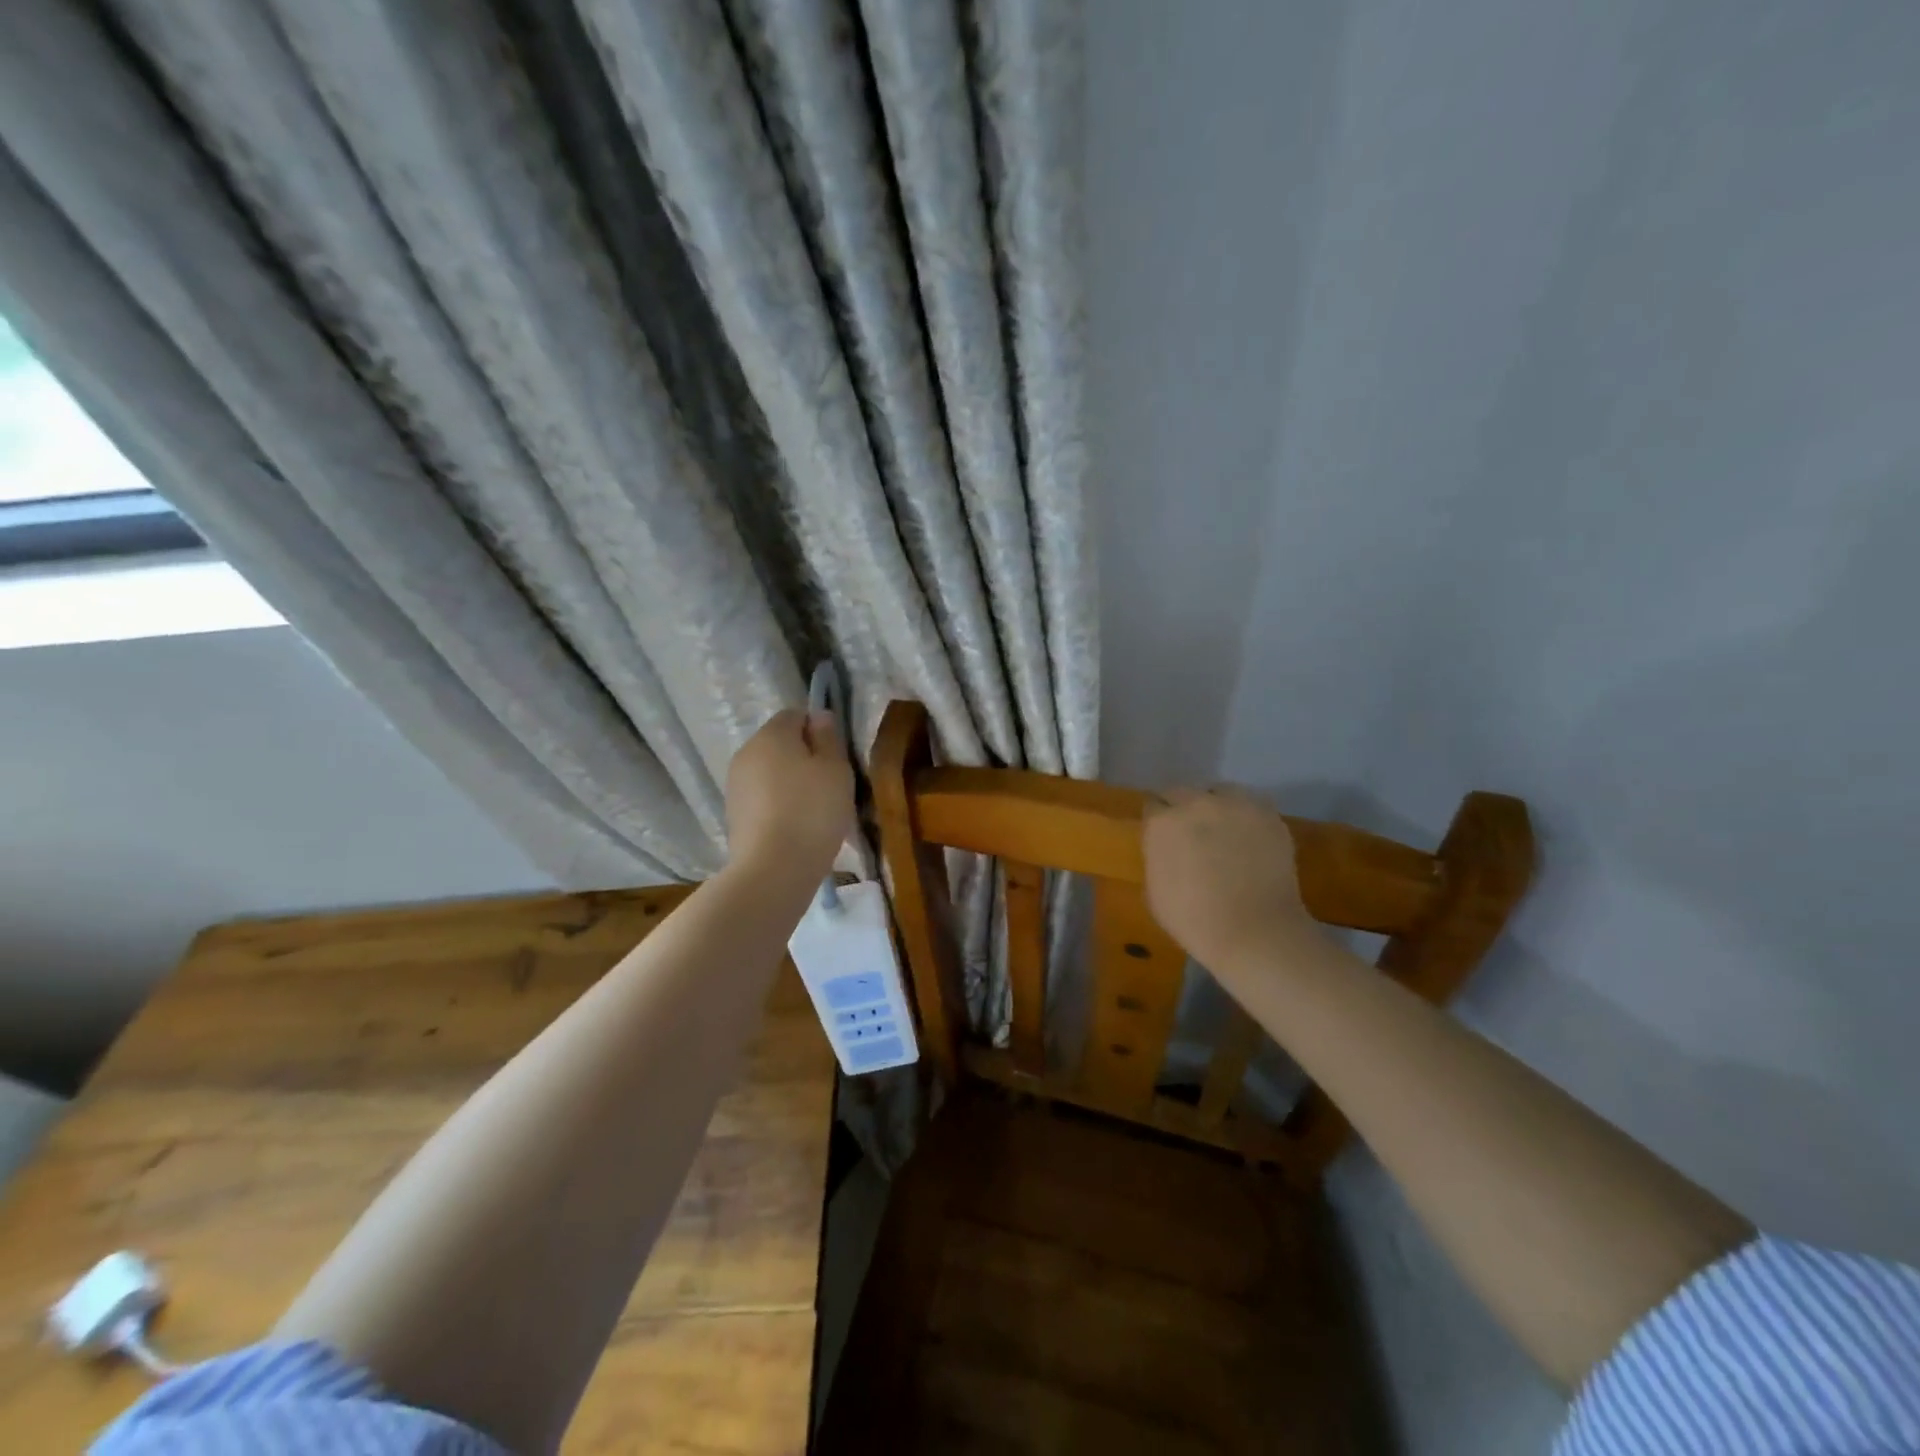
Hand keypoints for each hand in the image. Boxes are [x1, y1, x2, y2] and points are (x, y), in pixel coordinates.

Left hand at [725, 708, 854, 878]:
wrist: (773, 869)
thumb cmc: (813, 811)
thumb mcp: (835, 769)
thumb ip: (828, 737)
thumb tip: (819, 715)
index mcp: (771, 735)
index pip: (795, 714)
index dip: (818, 729)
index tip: (836, 756)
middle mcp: (746, 753)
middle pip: (780, 743)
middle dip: (804, 756)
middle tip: (830, 784)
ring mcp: (735, 785)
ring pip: (770, 772)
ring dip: (791, 782)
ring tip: (815, 810)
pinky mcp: (733, 814)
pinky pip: (763, 797)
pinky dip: (779, 805)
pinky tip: (796, 827)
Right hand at [1142, 787, 1314, 970]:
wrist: (1254, 932)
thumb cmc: (1194, 921)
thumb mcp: (1154, 891)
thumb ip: (1157, 857)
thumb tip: (1166, 848)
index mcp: (1162, 823)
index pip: (1152, 806)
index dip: (1157, 821)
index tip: (1163, 836)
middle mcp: (1195, 803)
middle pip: (1182, 792)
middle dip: (1182, 808)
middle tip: (1191, 833)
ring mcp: (1234, 805)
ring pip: (1218, 792)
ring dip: (1214, 805)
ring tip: (1223, 830)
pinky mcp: (1267, 814)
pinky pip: (1250, 804)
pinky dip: (1245, 816)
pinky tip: (1249, 837)